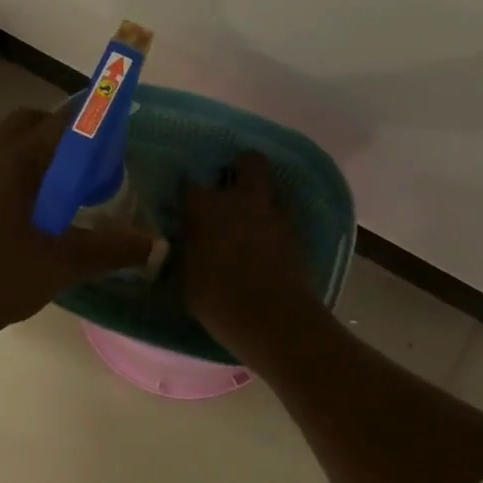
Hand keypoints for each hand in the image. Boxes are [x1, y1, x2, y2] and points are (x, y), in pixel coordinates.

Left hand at [0, 107, 157, 344]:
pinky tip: (44, 210)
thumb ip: (115, 249)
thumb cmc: (4, 275)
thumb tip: (157, 245)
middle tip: (93, 160)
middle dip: (65, 132)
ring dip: (44, 152)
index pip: (63, 120)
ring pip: (14, 144)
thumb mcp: (67, 262)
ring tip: (73, 186)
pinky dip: (26, 171)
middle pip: (33, 122)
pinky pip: (2, 166)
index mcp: (18, 160)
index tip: (119, 131)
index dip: (94, 118)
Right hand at [182, 151, 318, 353]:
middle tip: (231, 186)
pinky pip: (284, 214)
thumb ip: (188, 254)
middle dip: (241, 167)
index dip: (188, 192)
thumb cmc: (220, 302)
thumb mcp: (188, 281)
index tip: (185, 203)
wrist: (275, 320)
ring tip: (252, 213)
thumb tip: (185, 246)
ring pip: (273, 186)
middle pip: (249, 162)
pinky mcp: (297, 233)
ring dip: (262, 194)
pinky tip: (267, 238)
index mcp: (207, 209)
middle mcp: (242, 201)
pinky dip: (275, 220)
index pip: (190, 185)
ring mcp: (274, 214)